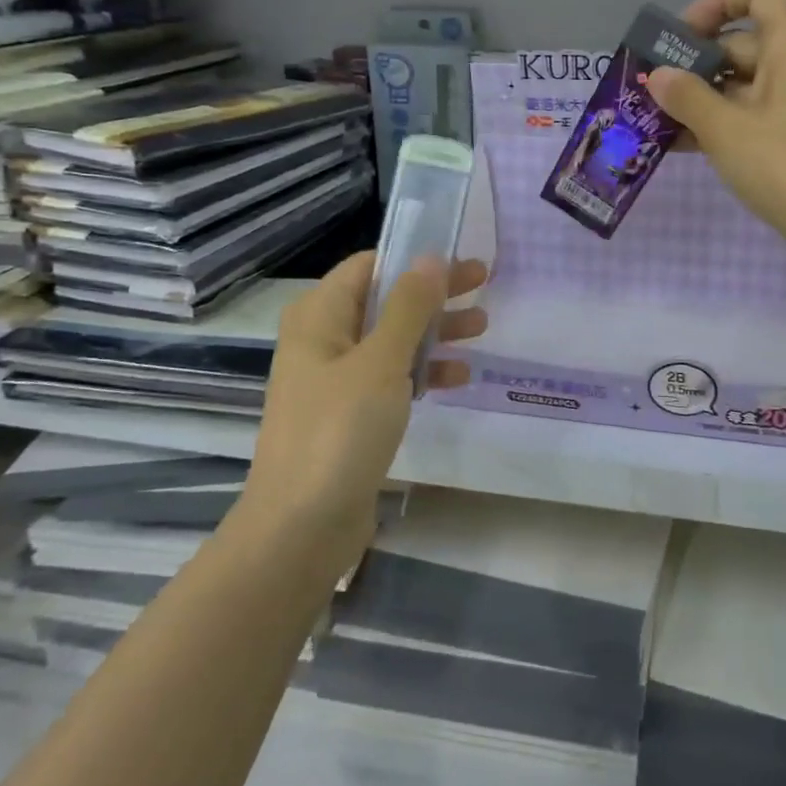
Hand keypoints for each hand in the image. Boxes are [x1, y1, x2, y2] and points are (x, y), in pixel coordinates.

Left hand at [237, 252, 487, 569]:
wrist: (301, 528)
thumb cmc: (339, 431)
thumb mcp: (381, 361)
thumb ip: (409, 307)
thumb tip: (431, 257)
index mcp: (319, 316)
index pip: (369, 266)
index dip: (414, 258)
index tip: (459, 259)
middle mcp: (324, 339)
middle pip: (386, 300)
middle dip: (434, 293)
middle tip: (484, 283)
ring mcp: (336, 379)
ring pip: (393, 339)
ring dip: (435, 330)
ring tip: (482, 327)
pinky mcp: (350, 414)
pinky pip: (391, 377)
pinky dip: (423, 370)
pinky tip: (458, 376)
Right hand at [648, 0, 785, 262]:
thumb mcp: (726, 129)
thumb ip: (686, 97)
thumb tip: (658, 75)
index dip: (716, 3)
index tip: (680, 36)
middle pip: (740, 43)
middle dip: (693, 63)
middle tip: (650, 88)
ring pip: (740, 86)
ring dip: (700, 98)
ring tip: (654, 120)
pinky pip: (749, 117)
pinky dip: (718, 124)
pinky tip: (680, 146)